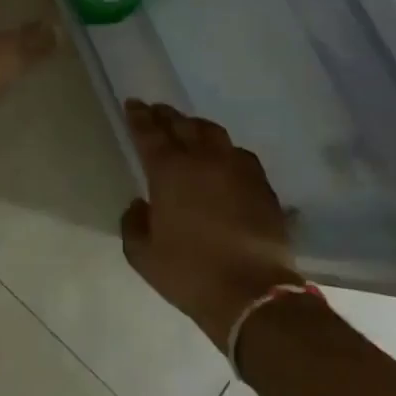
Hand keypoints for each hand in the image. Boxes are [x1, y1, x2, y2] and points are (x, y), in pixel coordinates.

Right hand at [120, 101, 302, 350]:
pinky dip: (225, 149)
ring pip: (213, 133)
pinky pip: (239, 153)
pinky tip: (224, 157)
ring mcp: (236, 167)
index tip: (133, 103)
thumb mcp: (144, 256)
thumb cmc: (190, 273)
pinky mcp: (261, 183)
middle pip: (182, 125)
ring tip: (189, 128)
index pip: (149, 133)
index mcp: (169, 171)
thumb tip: (140, 205)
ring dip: (196, 126)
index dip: (139, 116)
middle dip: (166, 115)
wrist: (253, 292)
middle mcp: (203, 158)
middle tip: (156, 110)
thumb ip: (134, 224)